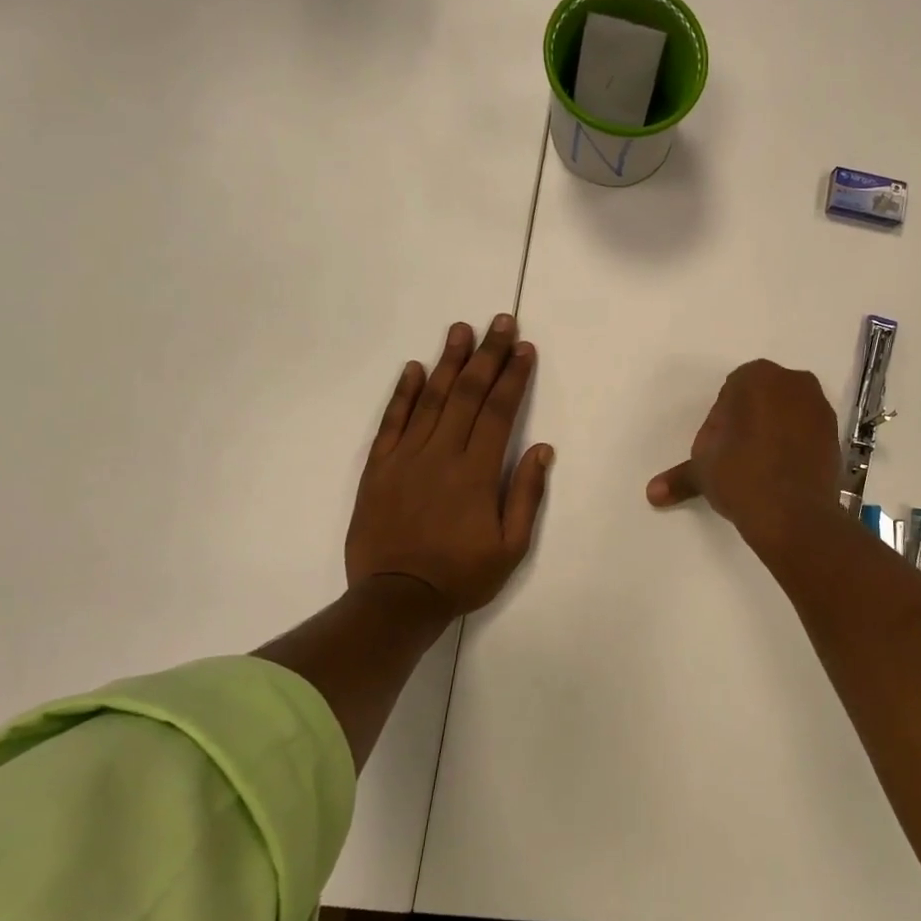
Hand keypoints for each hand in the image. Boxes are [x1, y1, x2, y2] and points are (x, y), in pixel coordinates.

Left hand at [346, 316, 552, 616]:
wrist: (395, 599)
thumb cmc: (461, 575)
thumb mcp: (511, 547)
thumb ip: (526, 495)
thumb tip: (541, 449)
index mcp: (477, 472)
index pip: (500, 411)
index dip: (514, 376)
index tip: (524, 348)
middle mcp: (442, 454)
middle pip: (469, 394)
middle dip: (487, 355)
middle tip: (500, 321)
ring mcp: (406, 457)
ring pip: (431, 399)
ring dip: (449, 362)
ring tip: (461, 329)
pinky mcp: (378, 468)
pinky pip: (392, 422)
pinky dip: (403, 393)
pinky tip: (414, 369)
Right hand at [645, 359, 842, 545]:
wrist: (792, 513)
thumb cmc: (740, 475)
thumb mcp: (702, 470)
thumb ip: (679, 476)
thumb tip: (652, 493)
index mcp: (756, 376)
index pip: (730, 393)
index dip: (721, 422)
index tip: (719, 450)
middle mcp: (793, 381)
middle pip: (761, 399)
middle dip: (749, 423)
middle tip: (737, 459)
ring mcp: (820, 406)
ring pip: (786, 414)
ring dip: (773, 433)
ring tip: (761, 469)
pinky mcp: (836, 434)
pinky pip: (806, 434)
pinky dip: (795, 447)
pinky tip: (783, 474)